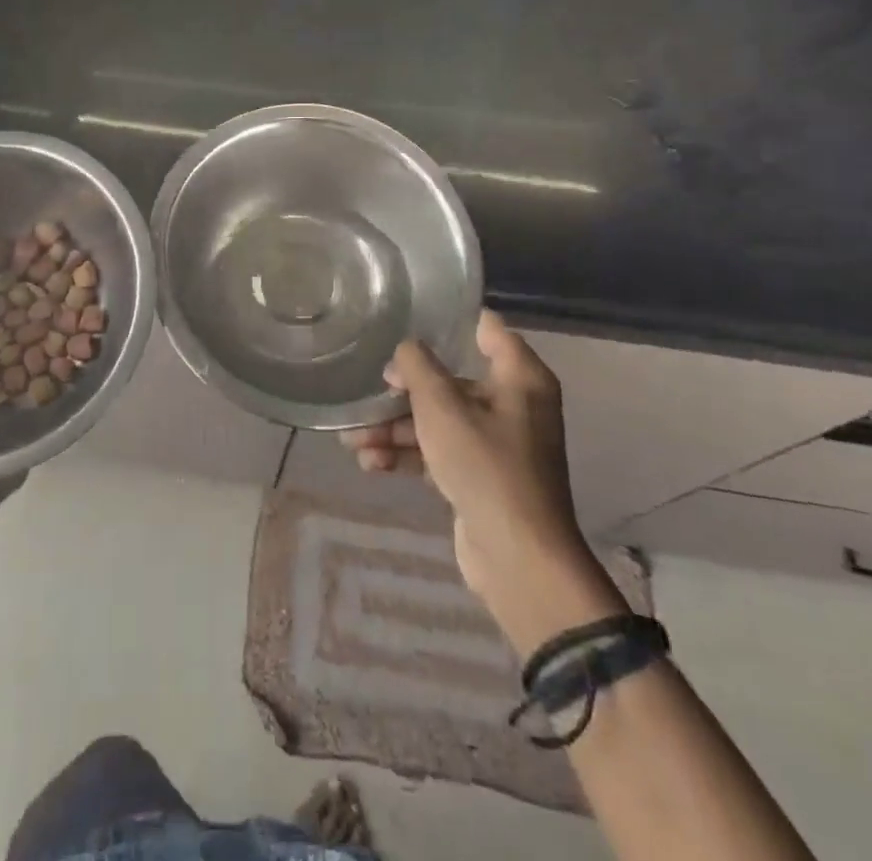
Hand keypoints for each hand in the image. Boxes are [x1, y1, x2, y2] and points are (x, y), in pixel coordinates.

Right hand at [341, 311, 625, 650]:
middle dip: (405, 390)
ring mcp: (497, 445)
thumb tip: (404, 352)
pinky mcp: (480, 478)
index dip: (453, 319)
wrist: (518, 558)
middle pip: (452, 381)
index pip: (488, 330)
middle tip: (368, 392)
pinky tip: (369, 463)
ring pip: (439, 421)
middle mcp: (513, 405)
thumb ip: (417, 368)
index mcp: (520, 378)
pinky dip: (408, 456)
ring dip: (396, 429)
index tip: (412, 313)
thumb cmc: (485, 465)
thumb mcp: (442, 407)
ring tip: (352, 439)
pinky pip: (438, 454)